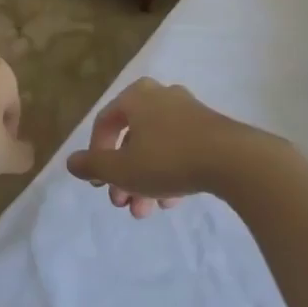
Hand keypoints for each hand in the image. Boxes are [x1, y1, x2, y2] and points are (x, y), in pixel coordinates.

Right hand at [64, 77, 243, 217]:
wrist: (235, 160)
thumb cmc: (168, 159)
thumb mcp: (122, 168)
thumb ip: (93, 165)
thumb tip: (71, 162)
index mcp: (136, 96)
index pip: (105, 123)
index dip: (96, 155)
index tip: (98, 184)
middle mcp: (161, 96)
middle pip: (132, 139)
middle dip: (124, 177)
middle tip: (123, 204)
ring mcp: (189, 111)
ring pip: (156, 148)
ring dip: (145, 180)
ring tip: (147, 210)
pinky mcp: (211, 129)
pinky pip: (180, 150)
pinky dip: (169, 173)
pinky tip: (172, 201)